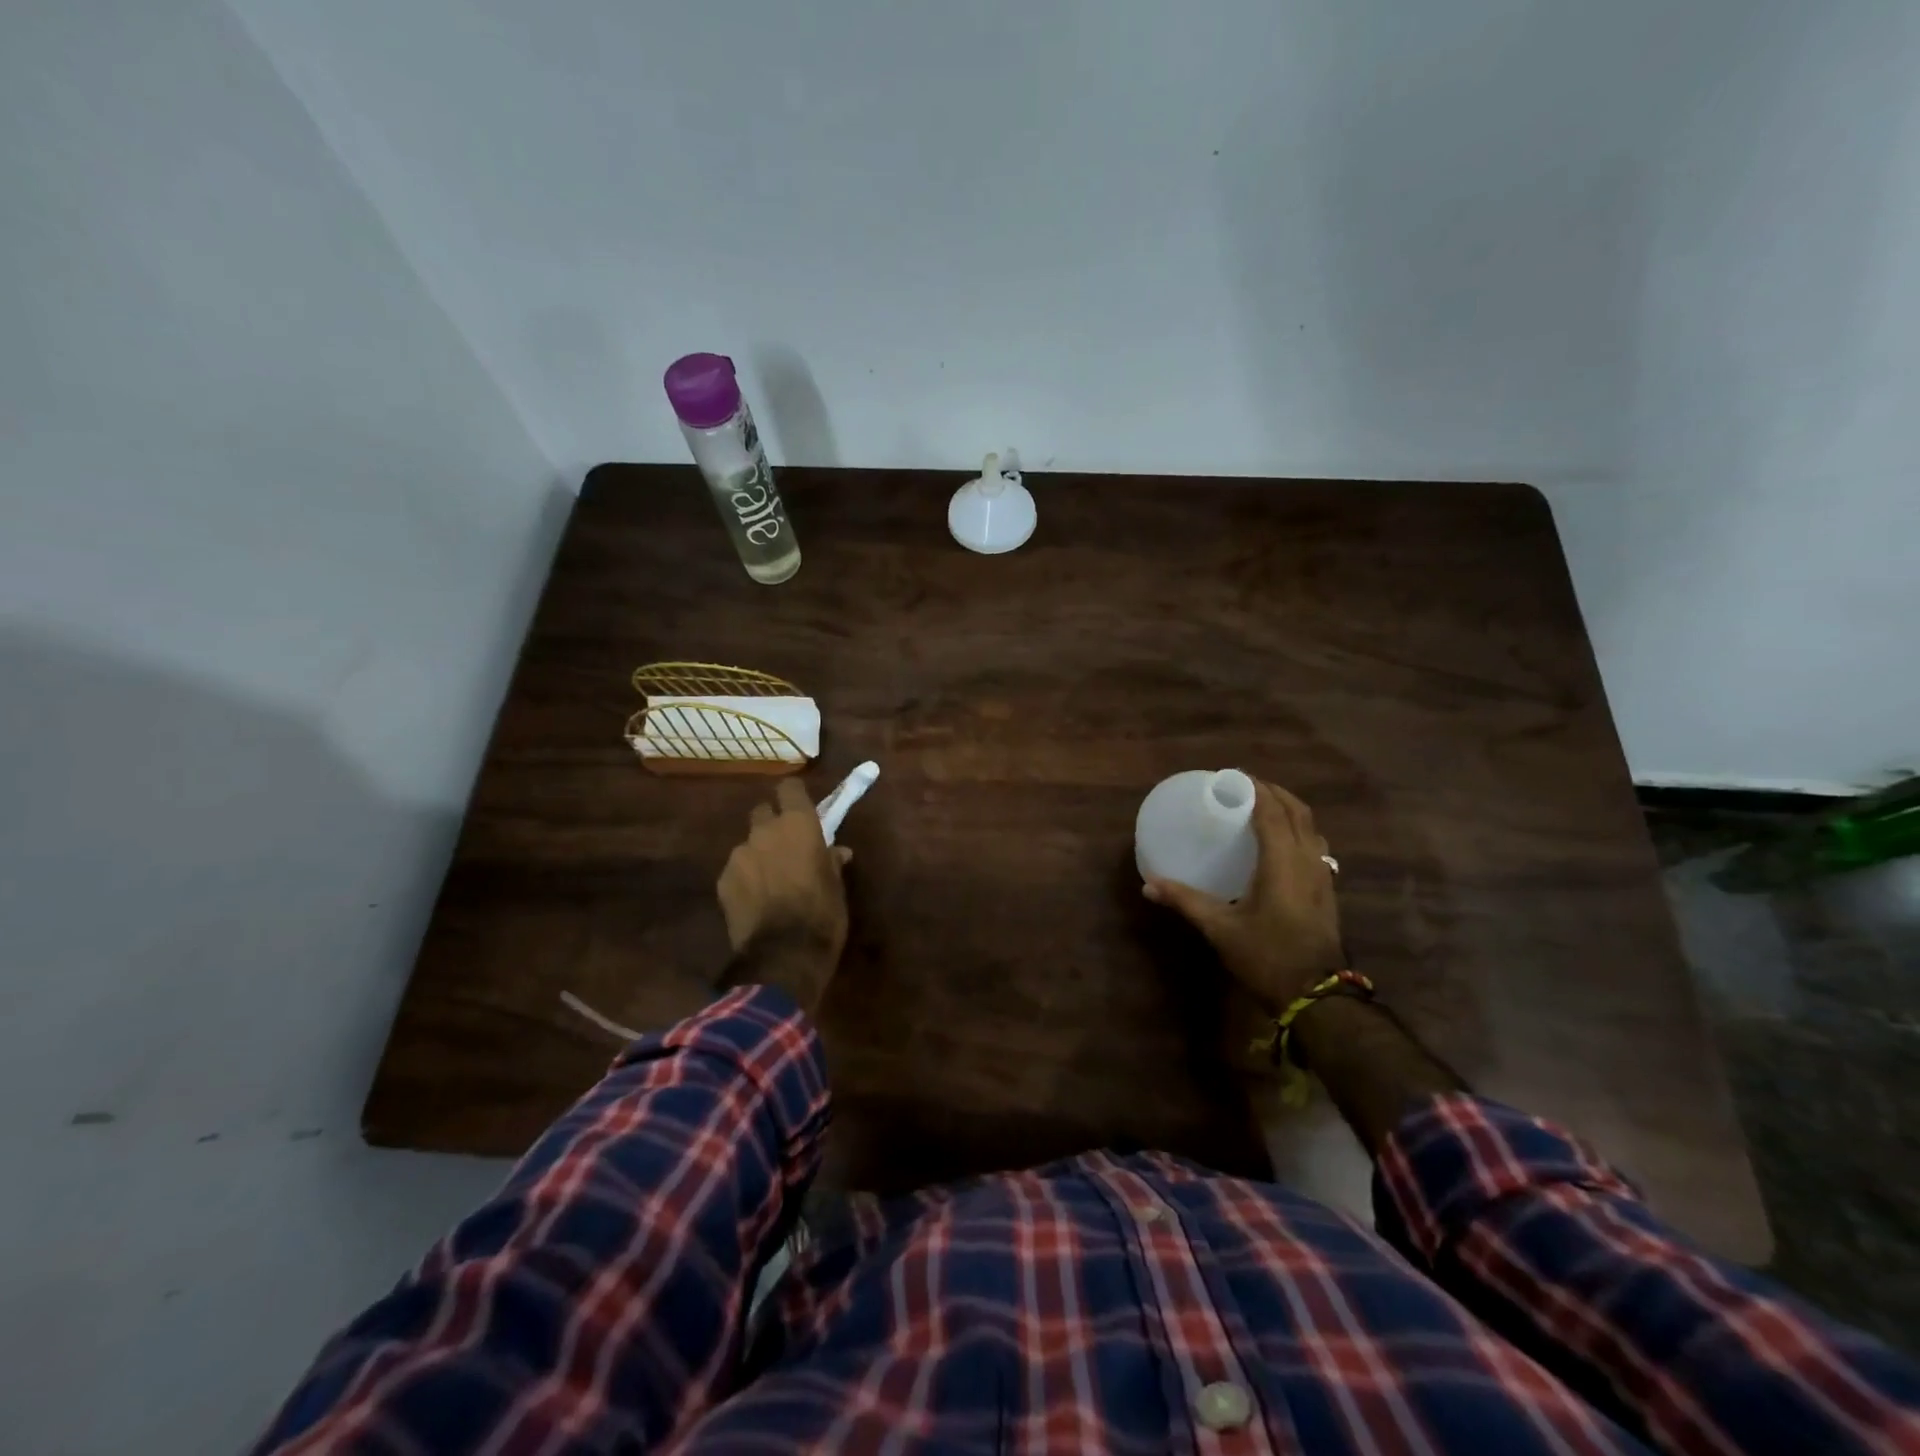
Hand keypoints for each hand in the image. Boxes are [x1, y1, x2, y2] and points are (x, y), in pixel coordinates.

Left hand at [717, 777, 852, 966]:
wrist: (784, 956)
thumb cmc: (822, 914)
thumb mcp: (837, 886)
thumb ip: (832, 861)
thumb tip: (837, 851)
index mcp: (798, 825)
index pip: (789, 788)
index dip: (794, 796)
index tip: (800, 808)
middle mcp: (764, 831)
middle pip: (762, 811)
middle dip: (771, 824)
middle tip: (784, 847)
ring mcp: (739, 855)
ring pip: (748, 844)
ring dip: (758, 855)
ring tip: (769, 882)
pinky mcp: (722, 881)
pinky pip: (736, 870)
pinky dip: (745, 879)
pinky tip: (755, 902)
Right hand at [1143, 779, 1343, 1011]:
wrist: (1316, 996)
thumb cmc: (1266, 956)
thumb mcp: (1220, 928)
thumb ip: (1185, 901)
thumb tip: (1149, 885)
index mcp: (1282, 861)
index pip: (1271, 810)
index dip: (1254, 789)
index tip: (1231, 777)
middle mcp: (1307, 859)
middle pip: (1297, 811)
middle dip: (1273, 792)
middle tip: (1244, 786)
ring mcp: (1323, 874)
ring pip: (1312, 826)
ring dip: (1290, 809)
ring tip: (1264, 806)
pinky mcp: (1328, 889)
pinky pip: (1316, 844)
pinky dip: (1299, 829)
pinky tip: (1282, 842)